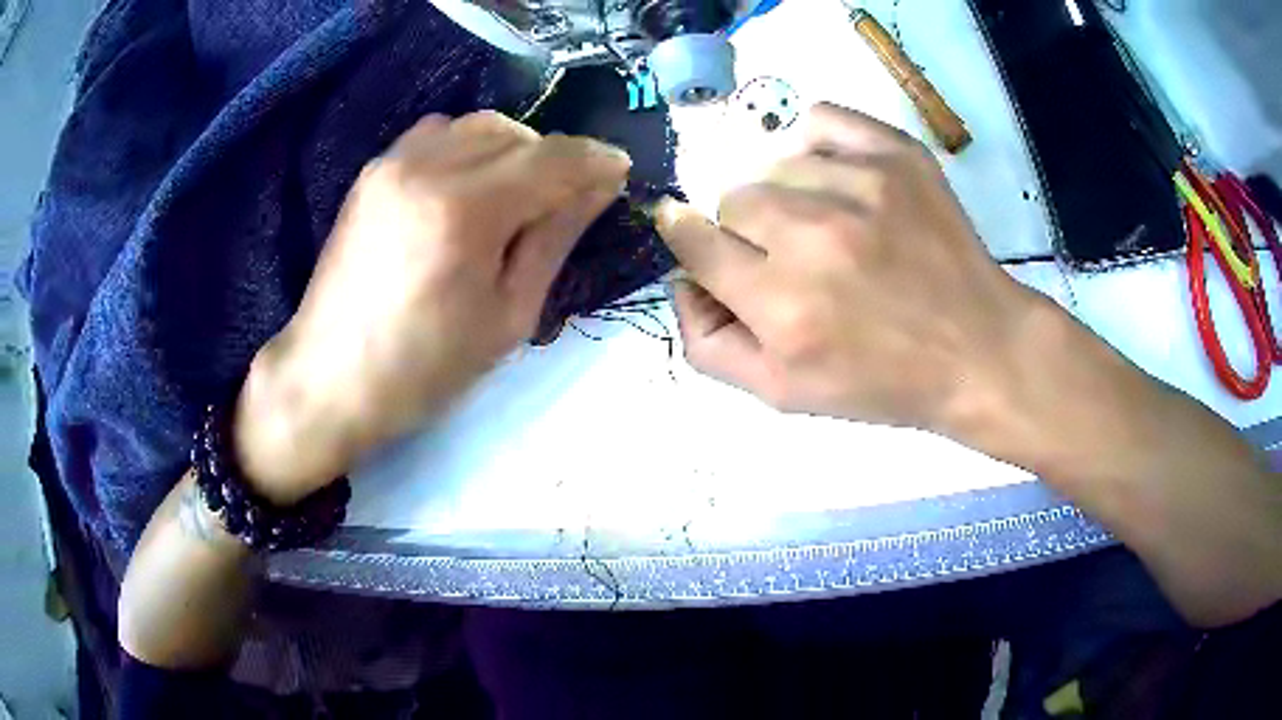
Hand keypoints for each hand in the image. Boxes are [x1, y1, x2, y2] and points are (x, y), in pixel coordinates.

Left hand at [234, 112, 630, 502]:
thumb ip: (555, 237)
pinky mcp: (373, 171)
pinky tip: (467, 187)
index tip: (619, 173)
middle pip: (517, 132)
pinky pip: (437, 133)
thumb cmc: (425, 367)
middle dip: (554, 158)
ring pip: (477, 124)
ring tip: (515, 194)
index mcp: (466, 210)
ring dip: (512, 148)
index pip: (552, 158)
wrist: (331, 378)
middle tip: (565, 200)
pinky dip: (468, 147)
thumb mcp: (509, 316)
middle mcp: (428, 167)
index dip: (595, 160)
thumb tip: (600, 184)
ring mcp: (393, 163)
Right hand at [656, 103, 1038, 436]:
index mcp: (780, 305)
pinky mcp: (895, 155)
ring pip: (775, 165)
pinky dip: (814, 144)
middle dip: (746, 230)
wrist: (977, 350)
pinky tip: (836, 179)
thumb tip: (682, 279)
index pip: (692, 241)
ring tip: (829, 228)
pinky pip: (821, 120)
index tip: (694, 236)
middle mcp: (813, 237)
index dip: (687, 237)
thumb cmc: (883, 382)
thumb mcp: (781, 395)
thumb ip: (708, 344)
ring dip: (788, 195)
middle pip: (732, 199)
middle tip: (788, 257)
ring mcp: (860, 185)